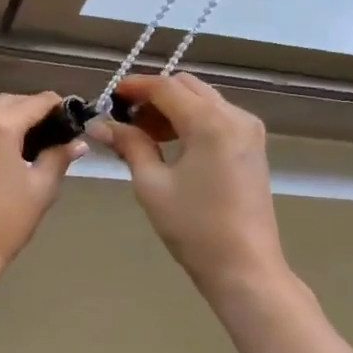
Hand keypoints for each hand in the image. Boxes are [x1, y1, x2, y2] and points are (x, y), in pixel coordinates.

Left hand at [0, 93, 85, 284]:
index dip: (57, 107)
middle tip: (40, 135)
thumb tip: (76, 142)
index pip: (37, 101)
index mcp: (0, 122)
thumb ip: (58, 156)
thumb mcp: (40, 189)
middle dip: (25, 112)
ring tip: (6, 143)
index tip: (66, 120)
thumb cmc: (4, 222)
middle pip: (4, 101)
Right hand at [92, 73, 289, 296]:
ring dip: (173, 108)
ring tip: (145, 137)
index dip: (135, 87)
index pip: (166, 87)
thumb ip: (129, 145)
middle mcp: (235, 116)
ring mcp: (249, 130)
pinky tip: (172, 146)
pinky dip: (191, 121)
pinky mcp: (252, 146)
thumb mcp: (151, 185)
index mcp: (210, 123)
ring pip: (203, 100)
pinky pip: (217, 117)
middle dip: (154, 96)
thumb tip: (100, 125)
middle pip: (187, 87)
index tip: (110, 96)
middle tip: (126, 120)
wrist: (244, 266)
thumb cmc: (193, 227)